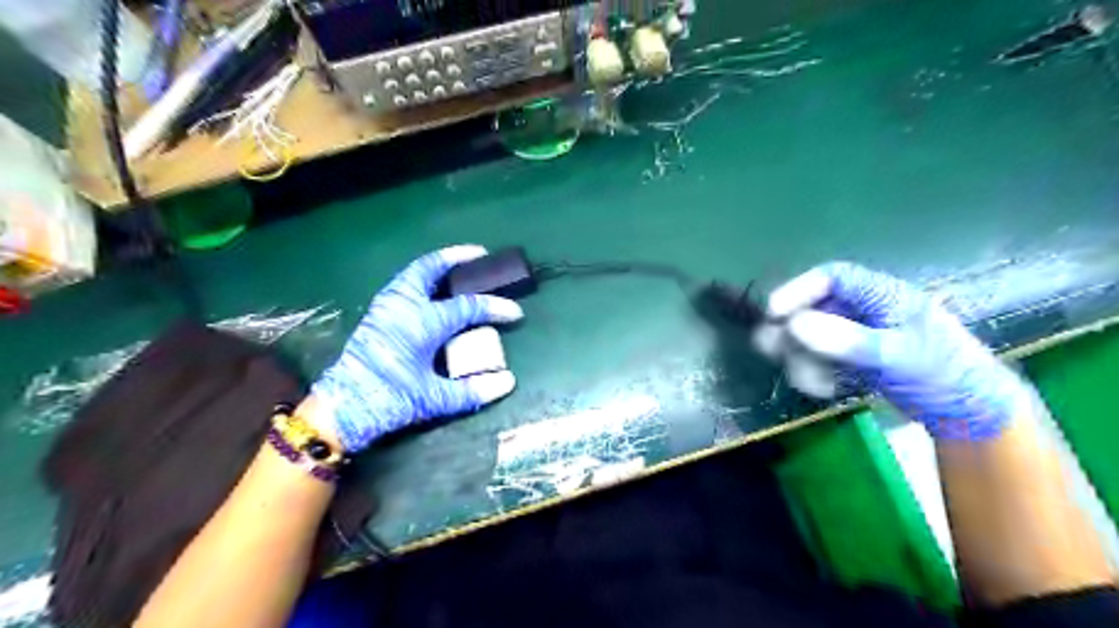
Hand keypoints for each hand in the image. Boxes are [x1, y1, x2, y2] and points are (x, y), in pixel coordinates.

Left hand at [309, 246, 525, 451]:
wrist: (341, 409)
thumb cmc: (389, 400)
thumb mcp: (433, 399)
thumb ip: (471, 390)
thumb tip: (508, 382)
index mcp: (421, 323)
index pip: (467, 307)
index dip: (495, 308)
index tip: (515, 313)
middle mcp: (403, 306)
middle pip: (430, 269)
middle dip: (456, 258)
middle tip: (479, 254)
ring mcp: (386, 307)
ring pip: (413, 273)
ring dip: (436, 265)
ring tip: (456, 266)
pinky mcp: (376, 315)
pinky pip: (402, 284)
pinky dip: (421, 278)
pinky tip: (431, 289)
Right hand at [760, 262, 1031, 439]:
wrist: (966, 414)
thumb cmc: (940, 373)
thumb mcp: (895, 355)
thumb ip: (845, 339)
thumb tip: (794, 324)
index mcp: (881, 294)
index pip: (831, 278)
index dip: (797, 290)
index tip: (772, 313)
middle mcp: (863, 309)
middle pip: (813, 308)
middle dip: (791, 331)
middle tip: (769, 348)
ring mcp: (856, 334)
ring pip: (811, 336)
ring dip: (801, 358)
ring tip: (810, 382)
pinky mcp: (852, 357)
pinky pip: (819, 358)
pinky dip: (814, 372)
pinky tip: (824, 388)